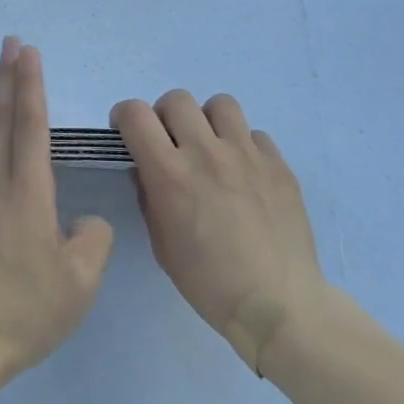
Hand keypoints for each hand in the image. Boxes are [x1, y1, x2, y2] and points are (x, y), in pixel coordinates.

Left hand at [0, 38, 113, 380]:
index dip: (32, 86)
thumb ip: (92, 241)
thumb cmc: (27, 310)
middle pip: (2, 118)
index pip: (31, 126)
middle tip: (9, 42)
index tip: (29, 52)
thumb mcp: (80, 282)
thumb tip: (84, 221)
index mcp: (27, 192)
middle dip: (8, 77)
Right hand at [112, 90, 329, 373]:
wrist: (277, 304)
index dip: (125, 116)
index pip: (135, 114)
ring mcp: (246, 153)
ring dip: (208, 121)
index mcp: (169, 172)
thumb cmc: (208, 282)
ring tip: (212, 147)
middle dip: (165, 115)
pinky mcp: (278, 163)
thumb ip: (149, 196)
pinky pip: (255, 134)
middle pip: (177, 99)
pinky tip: (246, 173)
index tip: (128, 132)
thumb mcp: (161, 243)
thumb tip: (147, 170)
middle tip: (171, 142)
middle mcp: (205, 151)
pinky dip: (244, 146)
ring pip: (220, 104)